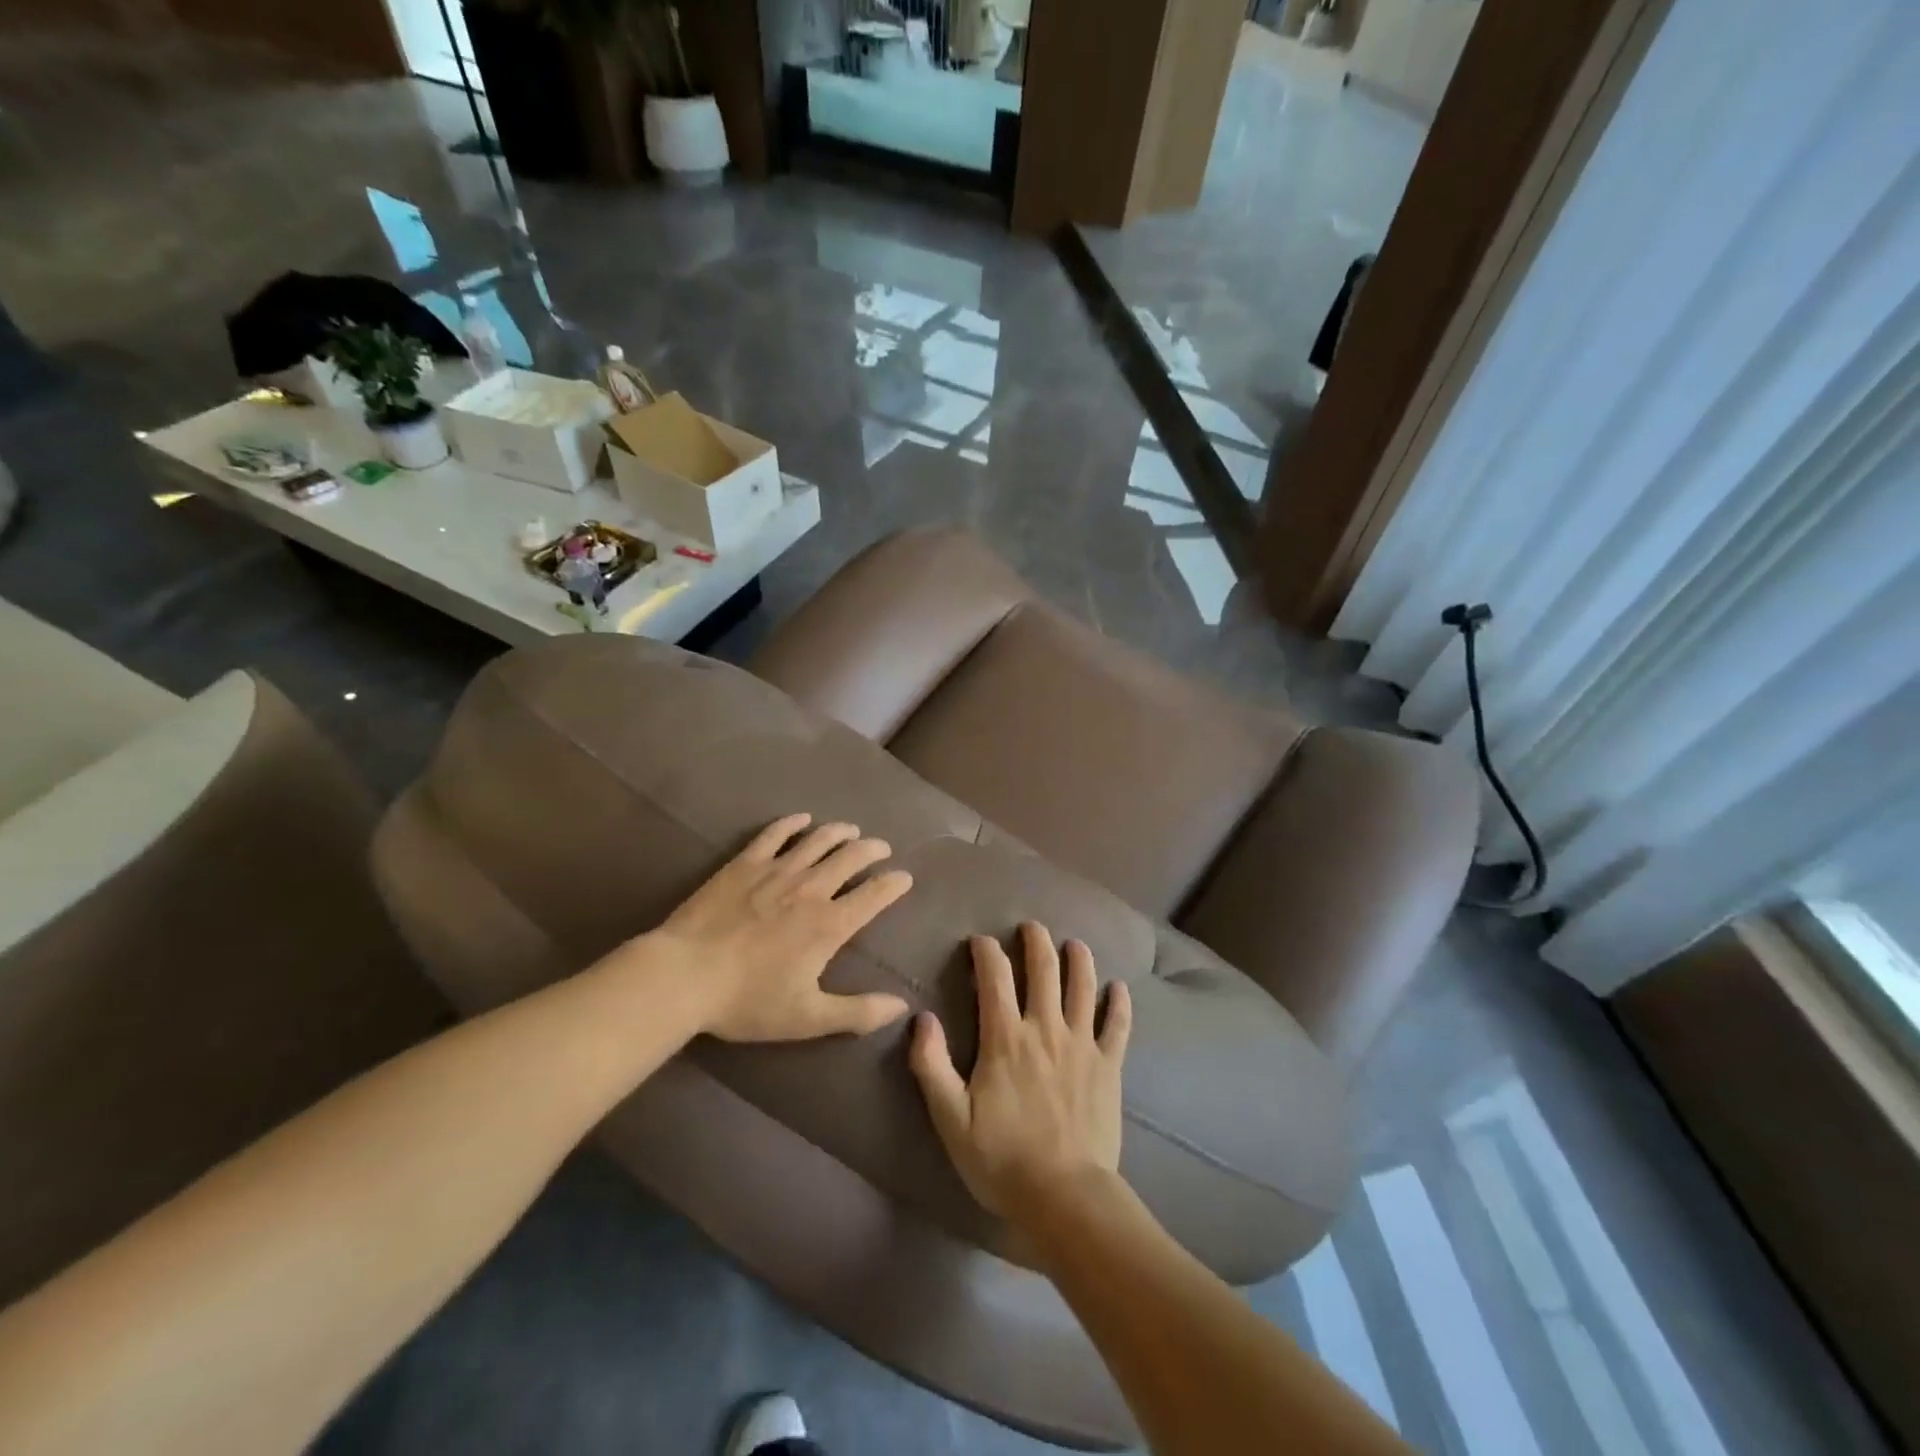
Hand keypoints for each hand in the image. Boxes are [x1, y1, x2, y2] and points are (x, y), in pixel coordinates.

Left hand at [652, 813, 914, 1042]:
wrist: (684, 975)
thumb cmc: (747, 1001)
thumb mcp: (807, 1018)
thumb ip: (857, 1012)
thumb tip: (901, 1007)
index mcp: (829, 925)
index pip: (874, 895)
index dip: (894, 884)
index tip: (904, 878)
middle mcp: (810, 889)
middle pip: (851, 857)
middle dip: (872, 850)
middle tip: (881, 848)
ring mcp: (776, 871)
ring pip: (818, 840)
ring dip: (840, 832)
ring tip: (851, 830)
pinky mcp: (745, 863)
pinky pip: (775, 834)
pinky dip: (793, 824)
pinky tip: (802, 819)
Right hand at [910, 923, 1132, 1219]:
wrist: (1065, 1198)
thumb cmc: (1001, 1159)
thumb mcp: (950, 1119)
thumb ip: (931, 1065)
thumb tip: (921, 1018)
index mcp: (1006, 1038)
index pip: (994, 977)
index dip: (986, 952)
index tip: (980, 942)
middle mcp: (1046, 1029)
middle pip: (1044, 969)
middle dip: (1036, 941)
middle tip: (1031, 928)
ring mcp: (1082, 1044)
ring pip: (1083, 986)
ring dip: (1079, 959)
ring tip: (1074, 944)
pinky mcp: (1109, 1066)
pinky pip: (1118, 1025)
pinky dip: (1119, 1003)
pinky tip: (1119, 988)